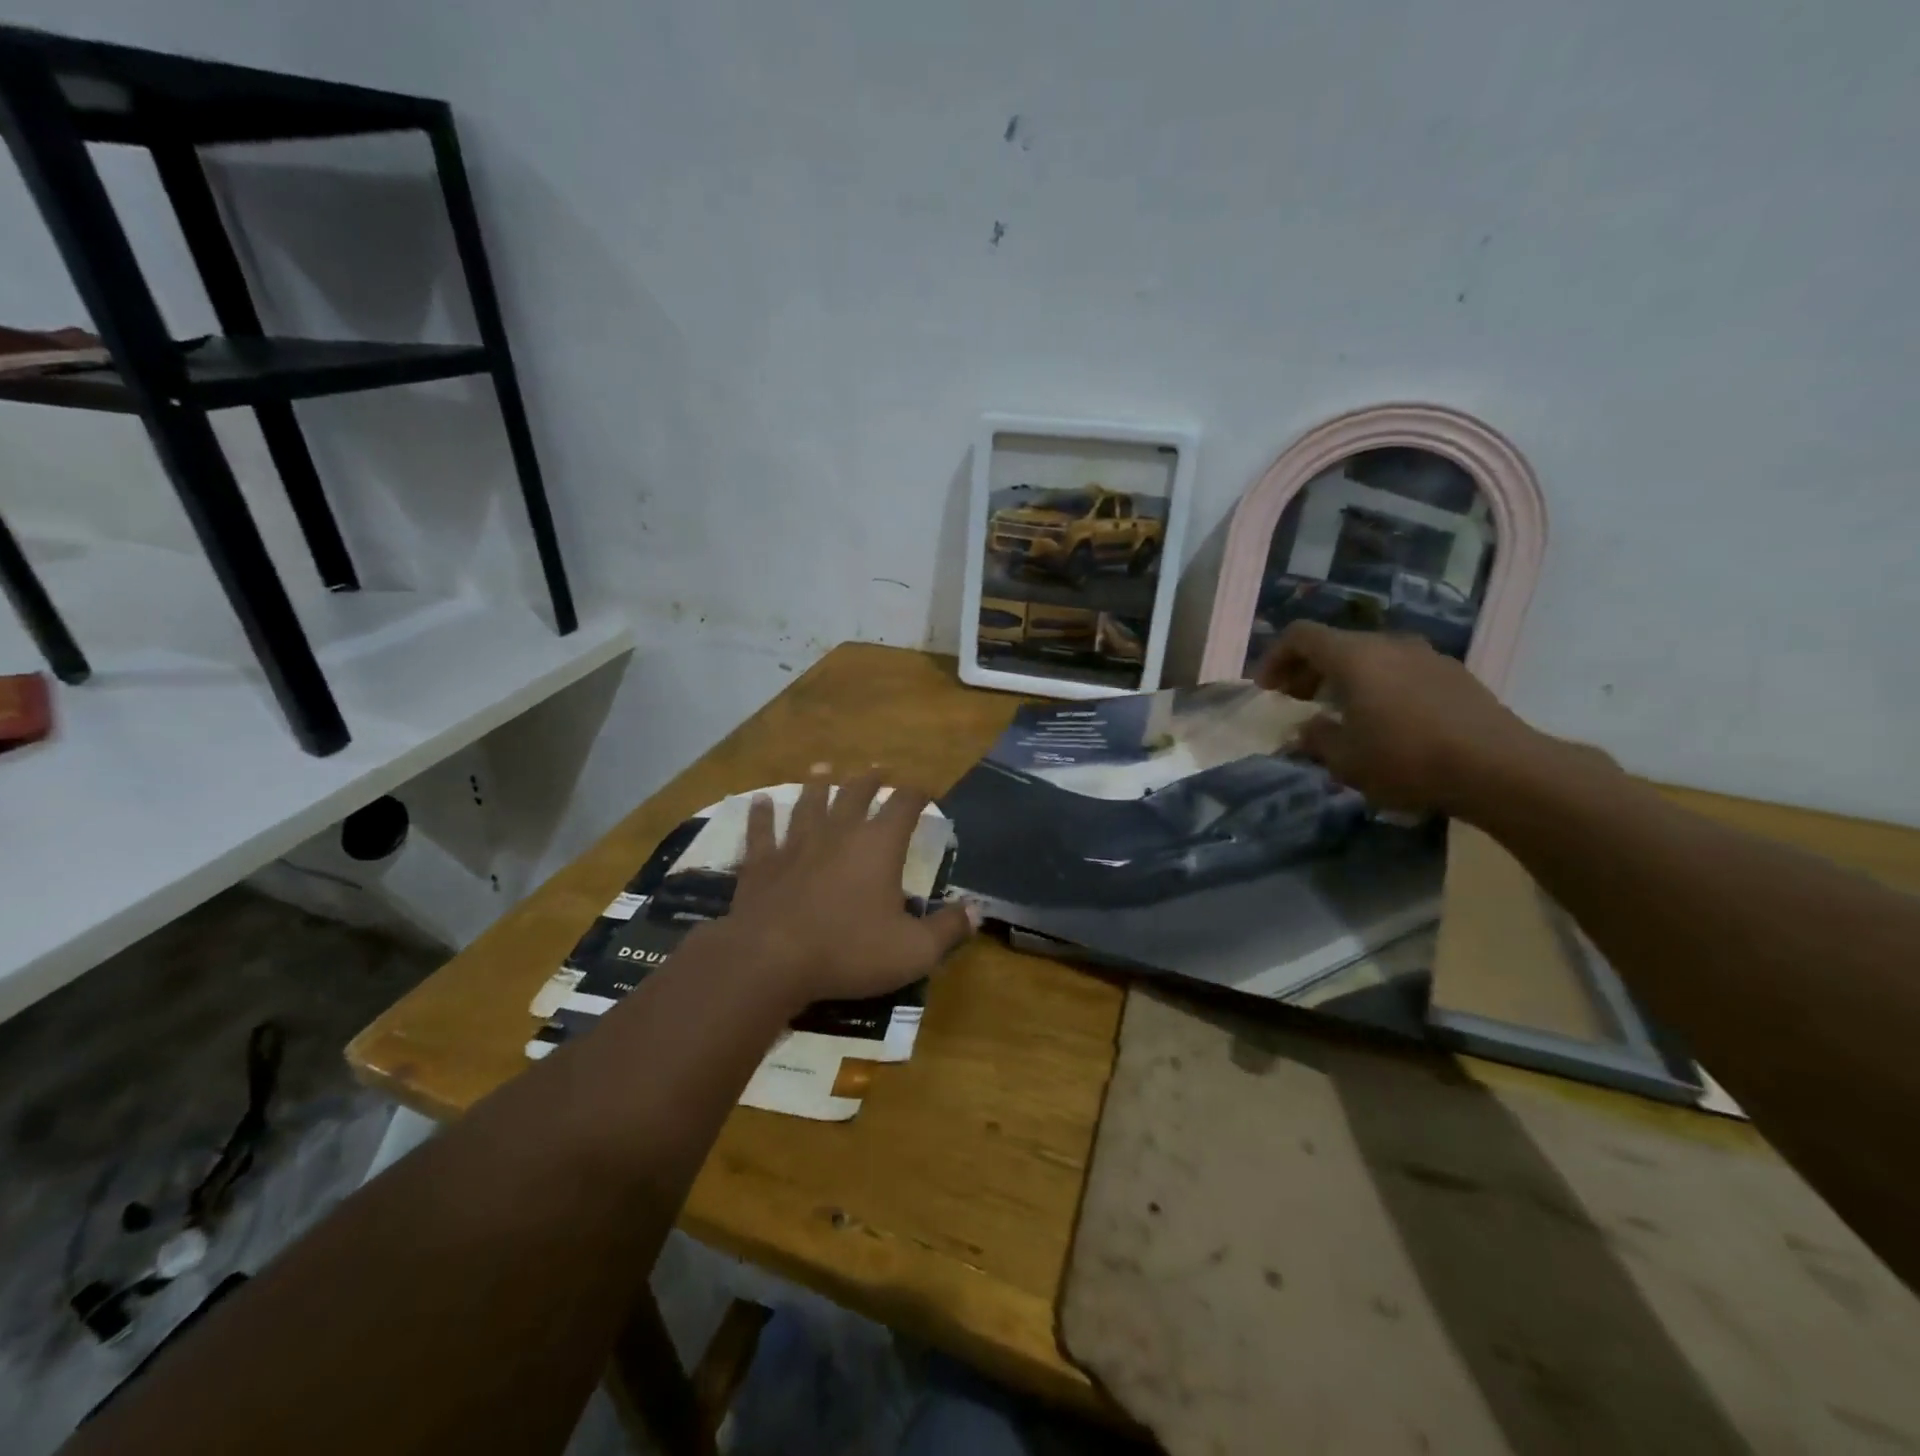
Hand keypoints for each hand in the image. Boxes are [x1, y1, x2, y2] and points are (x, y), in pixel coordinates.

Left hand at [718, 768, 976, 1006]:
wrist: (771, 960)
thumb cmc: (849, 951)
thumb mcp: (913, 951)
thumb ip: (948, 930)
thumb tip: (975, 912)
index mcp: (879, 846)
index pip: (905, 805)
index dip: (918, 793)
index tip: (926, 789)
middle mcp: (839, 832)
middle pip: (856, 794)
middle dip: (870, 780)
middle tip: (877, 769)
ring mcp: (796, 844)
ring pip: (809, 803)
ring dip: (818, 784)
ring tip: (823, 768)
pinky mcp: (761, 862)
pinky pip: (761, 830)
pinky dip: (761, 814)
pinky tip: (759, 800)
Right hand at [1257, 622, 1540, 814]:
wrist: (1499, 767)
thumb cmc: (1407, 759)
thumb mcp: (1345, 759)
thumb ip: (1316, 738)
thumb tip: (1307, 728)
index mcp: (1355, 656)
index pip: (1300, 635)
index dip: (1275, 658)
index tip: (1267, 689)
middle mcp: (1389, 644)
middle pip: (1335, 644)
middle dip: (1307, 670)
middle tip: (1296, 702)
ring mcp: (1426, 656)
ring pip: (1370, 656)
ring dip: (1343, 678)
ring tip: (1338, 712)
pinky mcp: (1454, 675)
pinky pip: (1400, 670)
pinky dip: (1377, 685)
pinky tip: (1384, 720)